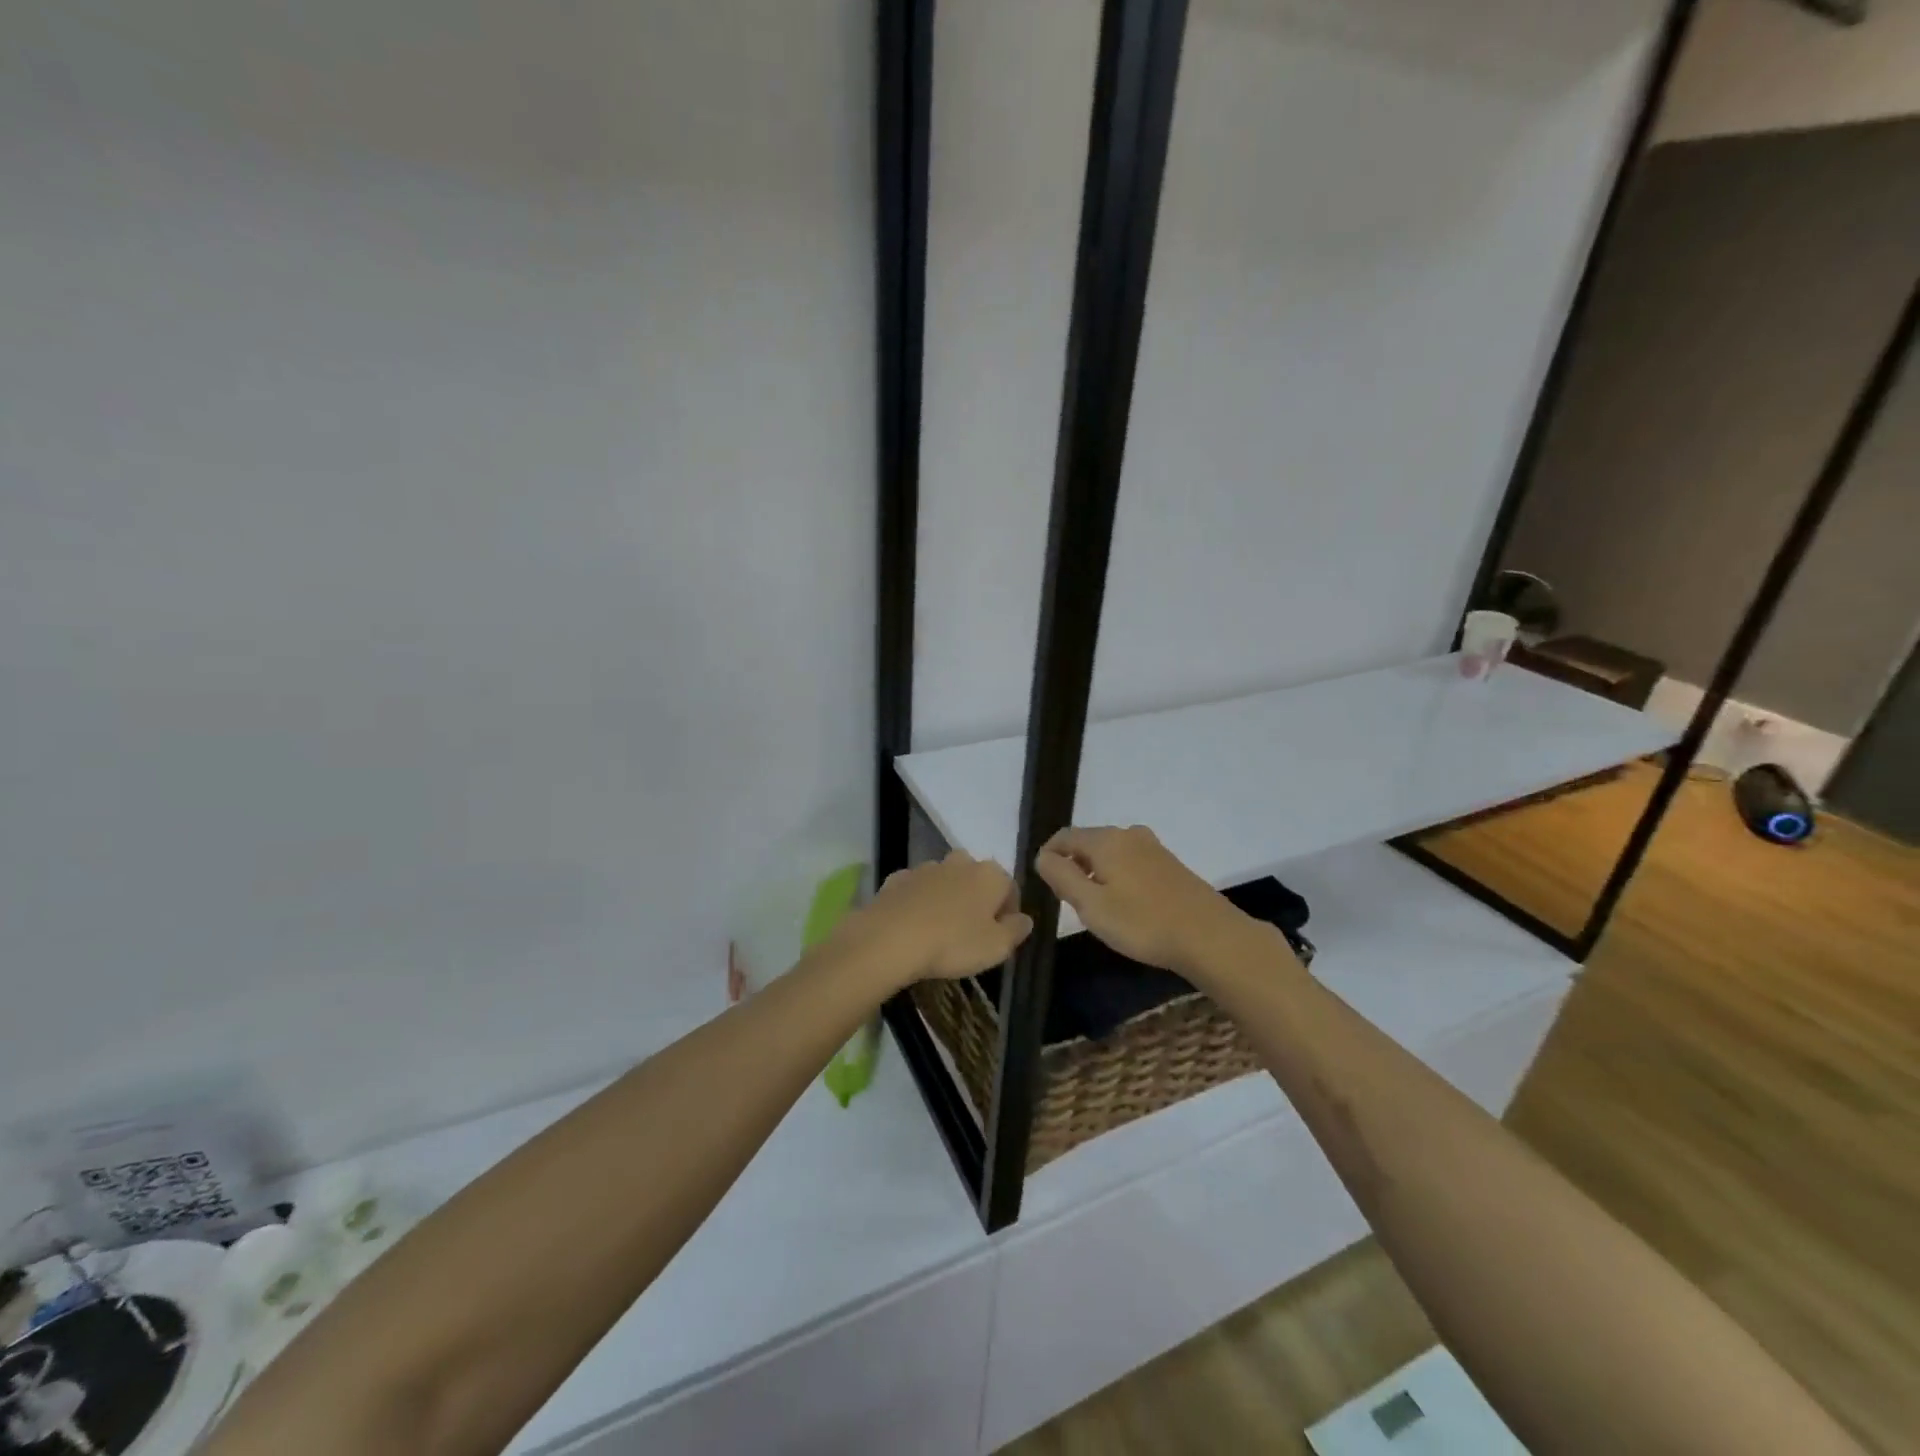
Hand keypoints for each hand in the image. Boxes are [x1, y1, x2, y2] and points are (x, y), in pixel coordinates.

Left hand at [837, 851, 1033, 989]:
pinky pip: (917, 890)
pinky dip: (919, 903)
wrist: (890, 938)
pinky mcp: (897, 878)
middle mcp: (960, 862)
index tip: (1000, 937)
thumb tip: (1025, 919)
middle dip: (977, 901)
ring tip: (940, 932)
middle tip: (970, 934)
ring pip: (945, 882)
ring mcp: (926, 867)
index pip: (1010, 889)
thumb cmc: (953, 943)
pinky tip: (913, 926)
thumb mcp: (997, 947)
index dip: (1008, 913)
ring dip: (947, 900)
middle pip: (976, 880)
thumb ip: (1017, 930)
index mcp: (990, 874)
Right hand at [1034, 825, 1253, 974]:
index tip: (1047, 887)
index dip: (1049, 857)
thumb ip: (1061, 876)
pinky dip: (1119, 878)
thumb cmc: (1143, 923)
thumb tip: (1042, 856)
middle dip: (1074, 867)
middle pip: (1088, 843)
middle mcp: (1129, 834)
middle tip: (1072, 903)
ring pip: (1110, 853)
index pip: (1063, 836)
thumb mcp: (1091, 905)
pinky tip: (1128, 907)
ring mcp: (1153, 848)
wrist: (1210, 937)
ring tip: (1099, 909)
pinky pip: (1131, 862)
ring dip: (1097, 874)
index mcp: (1106, 840)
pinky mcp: (1170, 864)